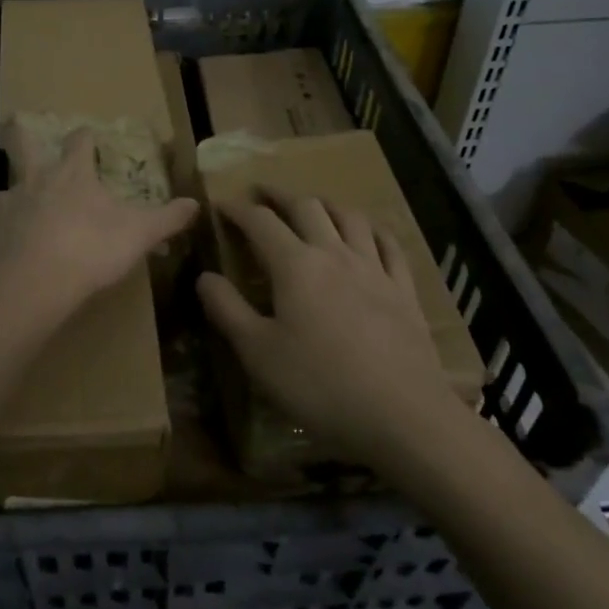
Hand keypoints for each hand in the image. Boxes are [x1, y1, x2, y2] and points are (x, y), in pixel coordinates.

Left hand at [0, 126, 197, 315]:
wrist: (32, 283)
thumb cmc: (90, 250)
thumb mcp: (139, 234)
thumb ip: (167, 218)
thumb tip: (195, 203)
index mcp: (72, 175)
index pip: (79, 142)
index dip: (85, 138)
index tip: (88, 136)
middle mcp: (33, 180)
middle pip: (23, 146)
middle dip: (23, 137)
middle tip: (20, 132)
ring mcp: (3, 204)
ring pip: (2, 190)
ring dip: (10, 197)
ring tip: (18, 212)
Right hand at [198, 192, 459, 462]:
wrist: (403, 415)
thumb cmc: (320, 385)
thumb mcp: (258, 354)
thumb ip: (227, 310)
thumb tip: (205, 276)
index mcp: (295, 265)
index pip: (260, 222)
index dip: (238, 210)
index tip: (221, 205)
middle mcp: (334, 254)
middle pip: (306, 208)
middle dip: (280, 196)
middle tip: (262, 193)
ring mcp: (374, 269)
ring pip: (349, 218)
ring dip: (325, 204)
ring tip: (312, 206)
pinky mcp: (404, 290)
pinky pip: (389, 245)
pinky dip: (373, 230)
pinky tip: (369, 233)